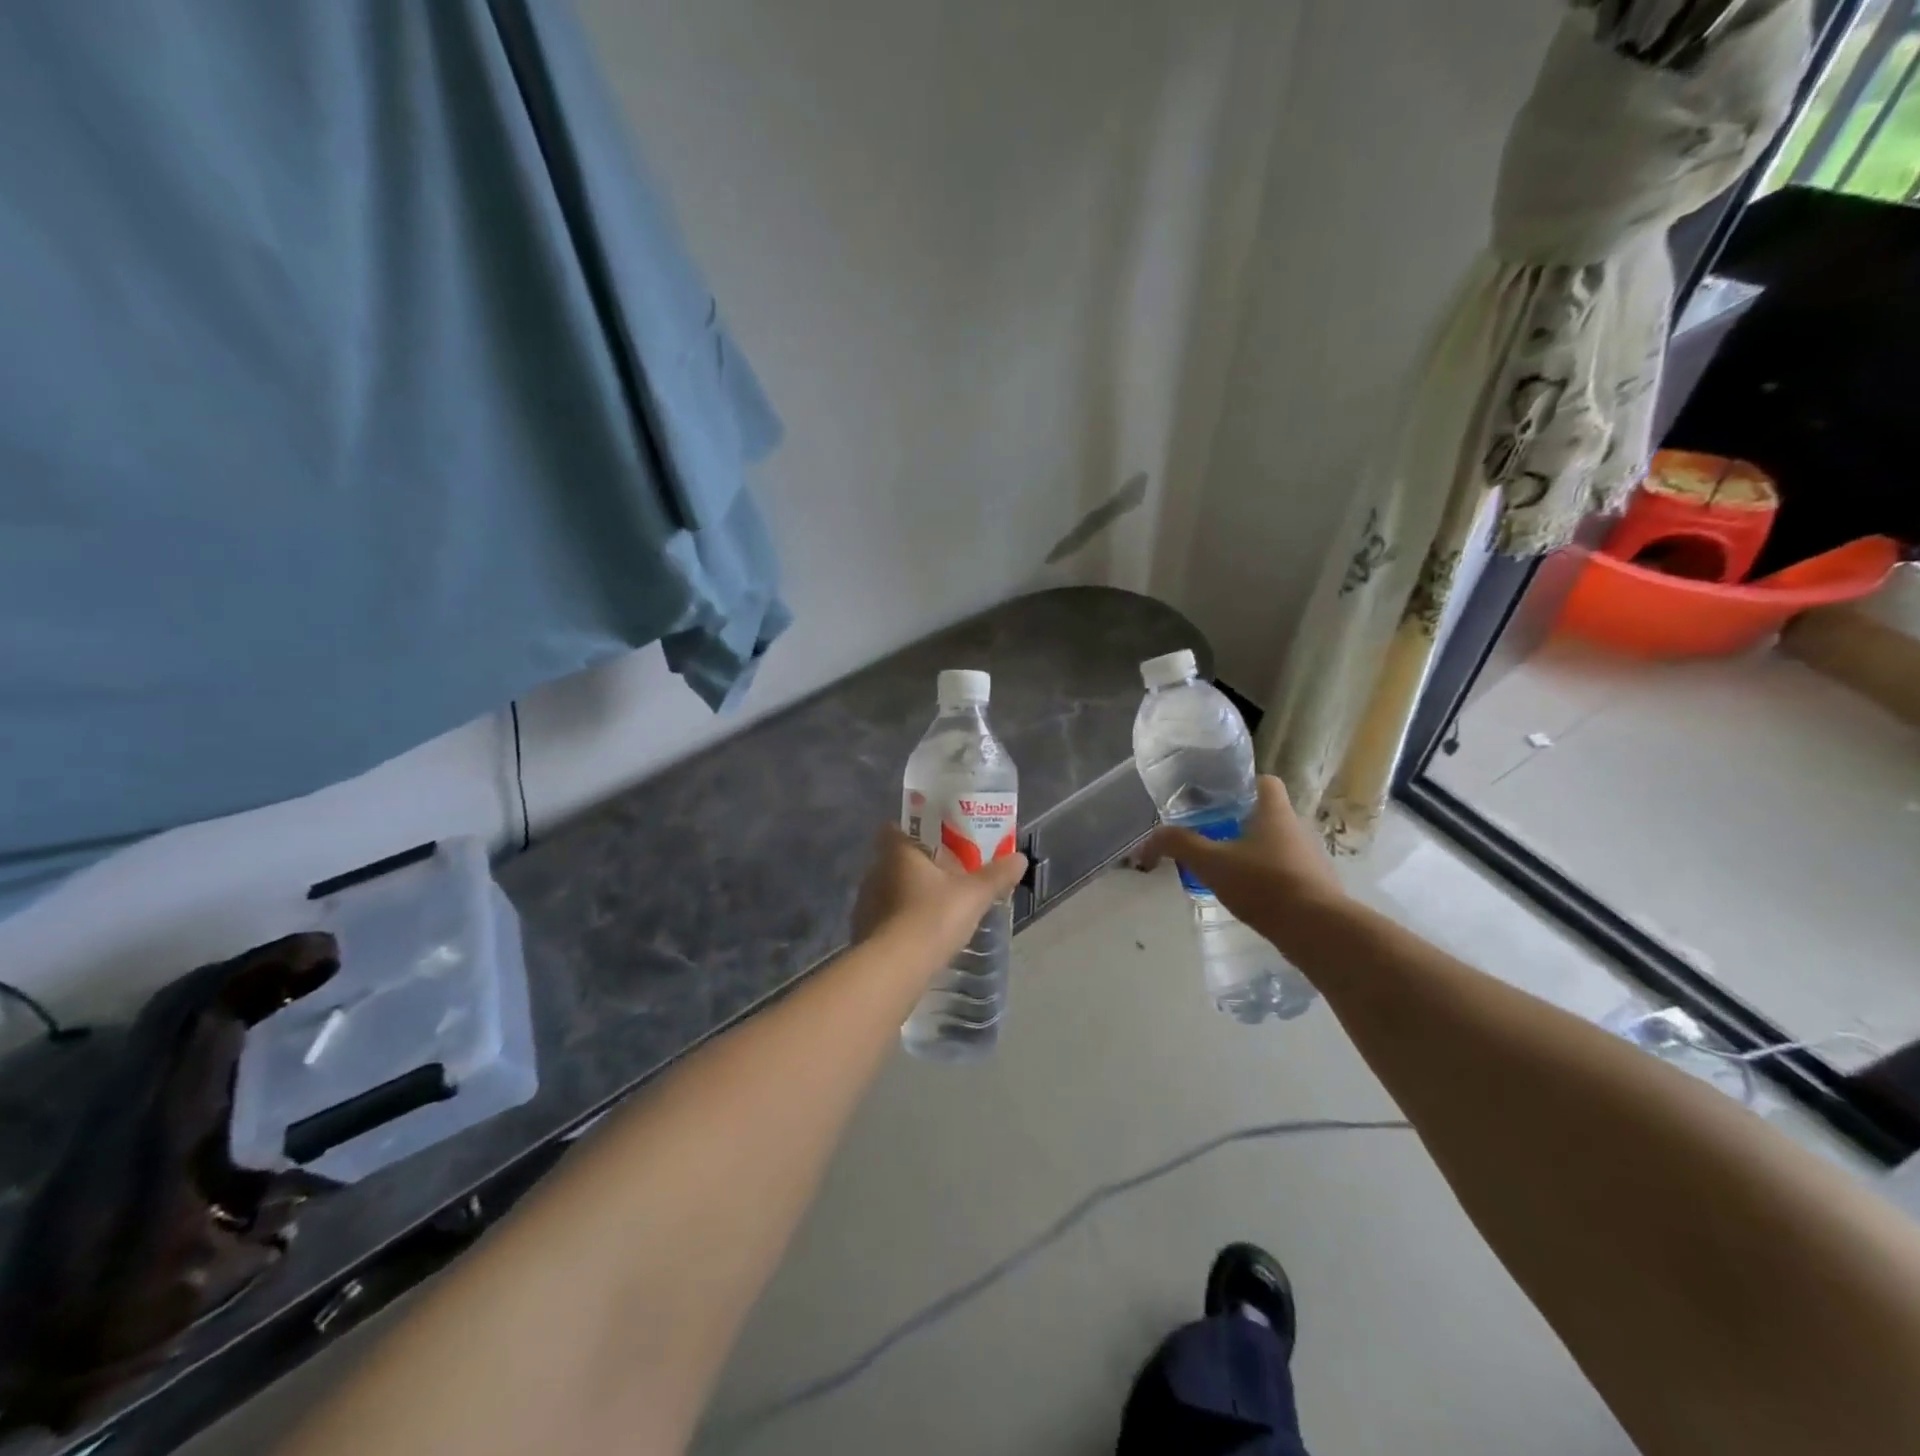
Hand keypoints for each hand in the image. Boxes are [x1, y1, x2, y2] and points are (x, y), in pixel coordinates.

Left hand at [852, 825, 1027, 956]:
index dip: (912, 831)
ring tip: (935, 907)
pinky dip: (899, 922)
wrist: (894, 968)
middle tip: (945, 875)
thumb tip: (1020, 857)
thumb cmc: (932, 917)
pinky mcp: (863, 933)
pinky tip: (920, 935)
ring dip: (907, 896)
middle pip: (894, 861)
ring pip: (888, 890)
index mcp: (897, 853)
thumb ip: (996, 876)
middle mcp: (875, 872)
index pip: (895, 829)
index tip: (934, 840)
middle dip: (916, 866)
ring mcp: (865, 904)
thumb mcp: (974, 895)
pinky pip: (884, 918)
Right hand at [1146, 776, 1345, 939]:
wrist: (1318, 930)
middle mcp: (1297, 828)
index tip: (1216, 798)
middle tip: (1210, 835)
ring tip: (1225, 868)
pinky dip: (1268, 878)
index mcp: (1275, 812)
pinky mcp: (1316, 887)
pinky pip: (1287, 872)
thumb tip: (1149, 839)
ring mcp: (1310, 859)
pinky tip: (1248, 895)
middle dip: (1239, 822)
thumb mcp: (1211, 863)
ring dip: (1253, 852)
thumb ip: (1179, 845)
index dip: (1241, 784)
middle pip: (1267, 814)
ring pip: (1276, 844)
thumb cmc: (1264, 884)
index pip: (1264, 781)